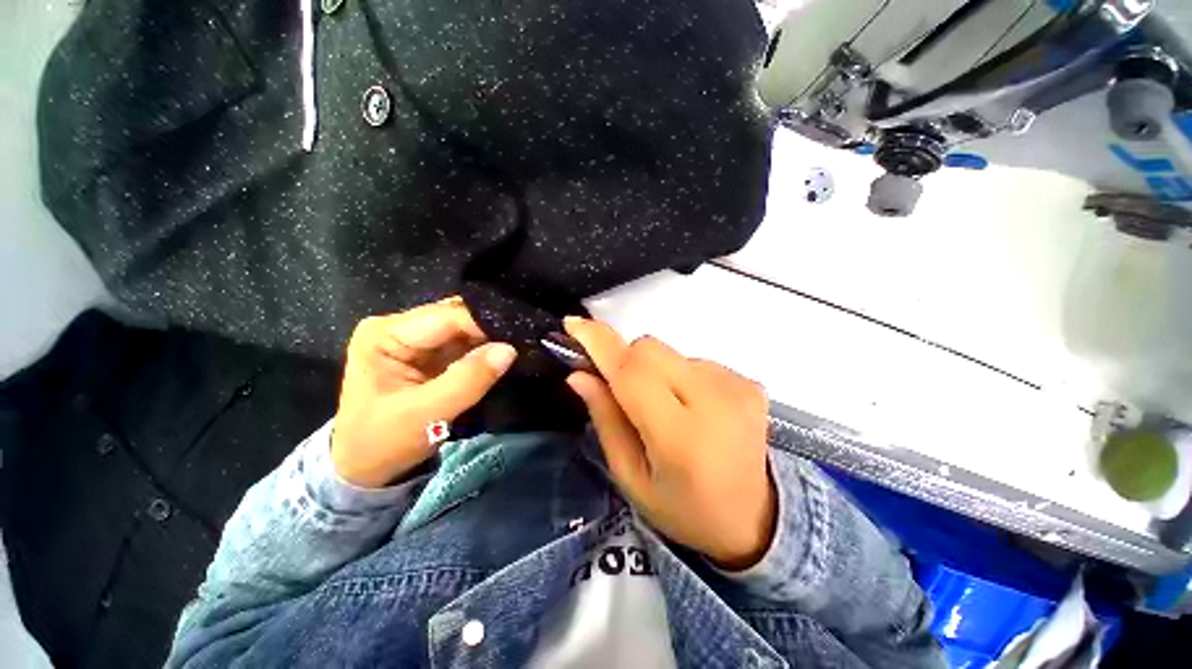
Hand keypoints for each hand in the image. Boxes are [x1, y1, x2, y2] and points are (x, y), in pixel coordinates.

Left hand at [331, 298, 516, 487]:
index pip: (447, 316)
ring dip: (488, 341)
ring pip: (464, 329)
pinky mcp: (428, 354)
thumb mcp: (426, 413)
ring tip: (516, 349)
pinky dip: (483, 351)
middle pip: (456, 317)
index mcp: (386, 333)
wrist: (365, 468)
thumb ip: (468, 379)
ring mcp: (415, 340)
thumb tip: (509, 350)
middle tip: (520, 343)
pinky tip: (500, 358)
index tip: (516, 339)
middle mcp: (399, 327)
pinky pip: (464, 344)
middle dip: (488, 331)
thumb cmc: (384, 442)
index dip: (483, 325)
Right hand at [564, 317, 775, 569]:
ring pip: (670, 352)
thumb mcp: (631, 476)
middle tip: (622, 391)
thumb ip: (605, 419)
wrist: (753, 518)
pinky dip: (679, 376)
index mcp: (681, 438)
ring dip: (654, 371)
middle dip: (625, 360)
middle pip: (650, 348)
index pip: (632, 373)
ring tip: (665, 409)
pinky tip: (692, 407)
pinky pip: (693, 359)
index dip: (600, 344)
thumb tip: (579, 375)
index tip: (573, 325)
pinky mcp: (748, 381)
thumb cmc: (683, 507)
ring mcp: (737, 386)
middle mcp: (715, 402)